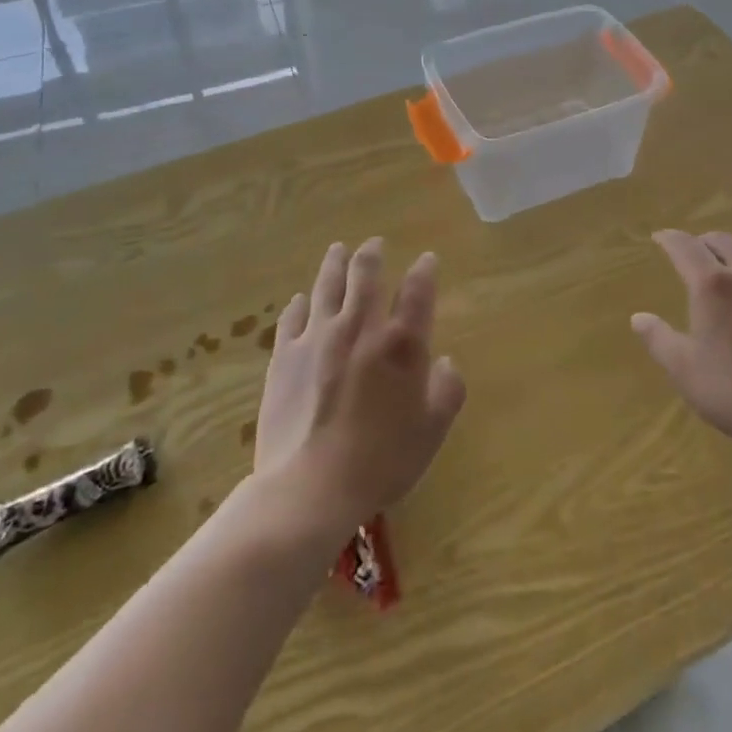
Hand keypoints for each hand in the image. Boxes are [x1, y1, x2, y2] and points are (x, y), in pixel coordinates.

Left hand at [254, 239, 465, 537]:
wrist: (309, 488)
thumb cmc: (380, 461)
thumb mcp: (431, 432)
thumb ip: (446, 391)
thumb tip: (445, 362)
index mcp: (401, 343)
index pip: (417, 291)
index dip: (424, 270)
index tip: (427, 259)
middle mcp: (360, 327)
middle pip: (366, 275)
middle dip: (372, 254)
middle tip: (374, 244)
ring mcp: (318, 337)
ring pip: (327, 285)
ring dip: (335, 263)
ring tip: (338, 250)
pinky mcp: (285, 356)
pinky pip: (292, 317)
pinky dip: (299, 303)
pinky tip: (300, 300)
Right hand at [632, 230, 731, 465]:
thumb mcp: (684, 370)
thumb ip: (659, 339)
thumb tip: (639, 318)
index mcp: (713, 285)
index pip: (686, 246)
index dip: (669, 238)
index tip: (658, 238)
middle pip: (722, 240)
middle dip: (700, 241)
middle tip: (688, 252)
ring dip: (729, 252)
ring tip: (720, 267)